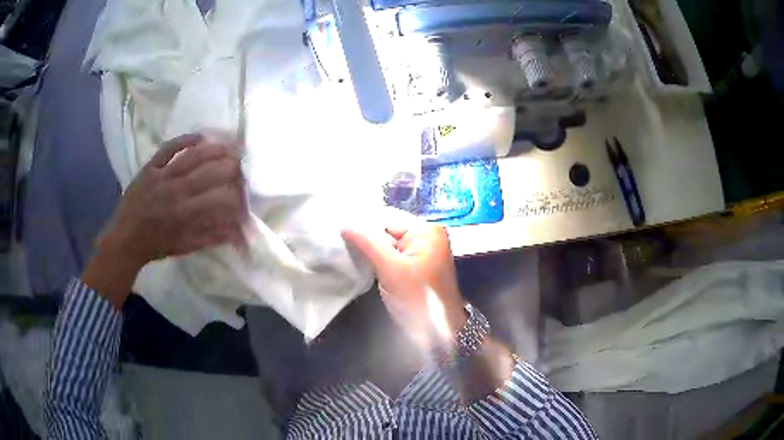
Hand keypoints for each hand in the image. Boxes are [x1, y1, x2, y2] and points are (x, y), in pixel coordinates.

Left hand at [83, 132, 245, 307]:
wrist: (126, 238)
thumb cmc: (156, 245)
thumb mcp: (185, 247)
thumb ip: (211, 237)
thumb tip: (238, 230)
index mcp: (185, 214)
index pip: (219, 199)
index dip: (236, 194)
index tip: (245, 192)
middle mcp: (176, 192)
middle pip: (209, 173)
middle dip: (231, 167)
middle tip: (242, 164)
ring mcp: (162, 176)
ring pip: (192, 157)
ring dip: (214, 150)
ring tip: (230, 146)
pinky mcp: (150, 167)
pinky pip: (169, 148)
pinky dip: (185, 140)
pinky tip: (201, 137)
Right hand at [342, 209, 466, 351]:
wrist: (438, 332)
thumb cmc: (418, 298)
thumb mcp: (391, 269)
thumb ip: (368, 243)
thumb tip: (344, 223)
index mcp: (426, 230)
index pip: (387, 217)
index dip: (363, 224)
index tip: (338, 230)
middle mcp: (427, 236)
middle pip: (388, 229)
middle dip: (366, 238)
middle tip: (340, 243)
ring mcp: (422, 252)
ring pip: (388, 243)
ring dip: (370, 250)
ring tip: (348, 252)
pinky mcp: (415, 266)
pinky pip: (393, 256)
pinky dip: (379, 259)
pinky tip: (363, 263)